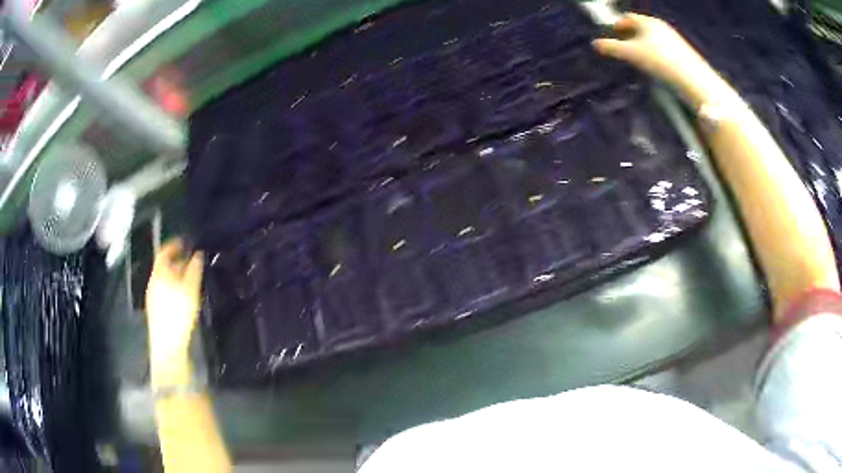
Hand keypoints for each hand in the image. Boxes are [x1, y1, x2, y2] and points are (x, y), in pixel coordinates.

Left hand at [145, 239, 203, 384]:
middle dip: (176, 260)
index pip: (164, 252)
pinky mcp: (155, 309)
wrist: (167, 345)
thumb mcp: (190, 290)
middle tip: (190, 259)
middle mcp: (153, 282)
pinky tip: (181, 294)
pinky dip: (172, 285)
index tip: (185, 241)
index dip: (174, 244)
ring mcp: (152, 296)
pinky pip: (163, 289)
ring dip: (175, 273)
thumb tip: (198, 254)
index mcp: (159, 274)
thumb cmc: (178, 315)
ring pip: (163, 278)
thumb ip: (194, 270)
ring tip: (189, 276)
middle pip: (163, 265)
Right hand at [593, 13, 729, 107]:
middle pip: (640, 27)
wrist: (693, 79)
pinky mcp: (683, 53)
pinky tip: (655, 68)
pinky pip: (663, 49)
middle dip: (630, 35)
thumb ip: (612, 48)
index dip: (617, 25)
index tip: (611, 35)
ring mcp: (673, 39)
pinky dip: (655, 55)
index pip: (627, 17)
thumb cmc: (659, 60)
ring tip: (638, 60)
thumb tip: (595, 44)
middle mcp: (660, 26)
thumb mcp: (631, 54)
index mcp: (647, 21)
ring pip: (652, 39)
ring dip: (643, 46)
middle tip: (623, 48)